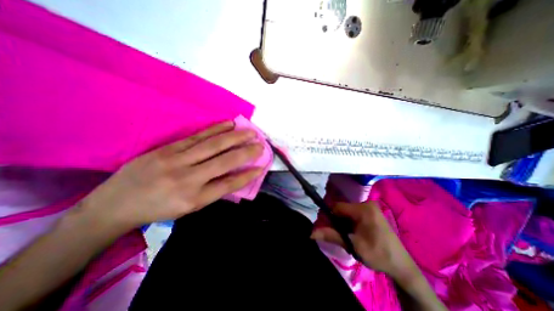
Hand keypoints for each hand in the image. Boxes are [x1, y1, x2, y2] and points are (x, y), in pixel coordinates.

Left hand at [80, 122, 265, 233]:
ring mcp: (178, 159)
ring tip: (250, 131)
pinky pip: (198, 136)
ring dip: (235, 137)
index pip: (230, 183)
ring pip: (214, 144)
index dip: (248, 174)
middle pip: (225, 161)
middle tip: (261, 144)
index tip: (261, 166)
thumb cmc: (159, 209)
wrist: (116, 204)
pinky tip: (229, 124)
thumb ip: (213, 191)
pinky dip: (217, 129)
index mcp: (195, 198)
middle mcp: (189, 178)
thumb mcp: (189, 208)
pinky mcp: (169, 147)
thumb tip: (235, 176)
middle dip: (246, 152)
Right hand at [313, 201, 417, 281]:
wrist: (401, 266)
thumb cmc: (378, 254)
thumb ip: (332, 236)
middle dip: (337, 221)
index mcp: (363, 209)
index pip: (338, 207)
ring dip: (343, 222)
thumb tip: (311, 233)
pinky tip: (354, 233)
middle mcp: (366, 204)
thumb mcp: (353, 245)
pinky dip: (350, 222)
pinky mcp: (372, 213)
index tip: (328, 228)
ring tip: (347, 235)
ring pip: (347, 212)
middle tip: (338, 234)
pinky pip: (354, 214)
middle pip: (342, 209)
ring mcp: (370, 208)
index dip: (330, 216)